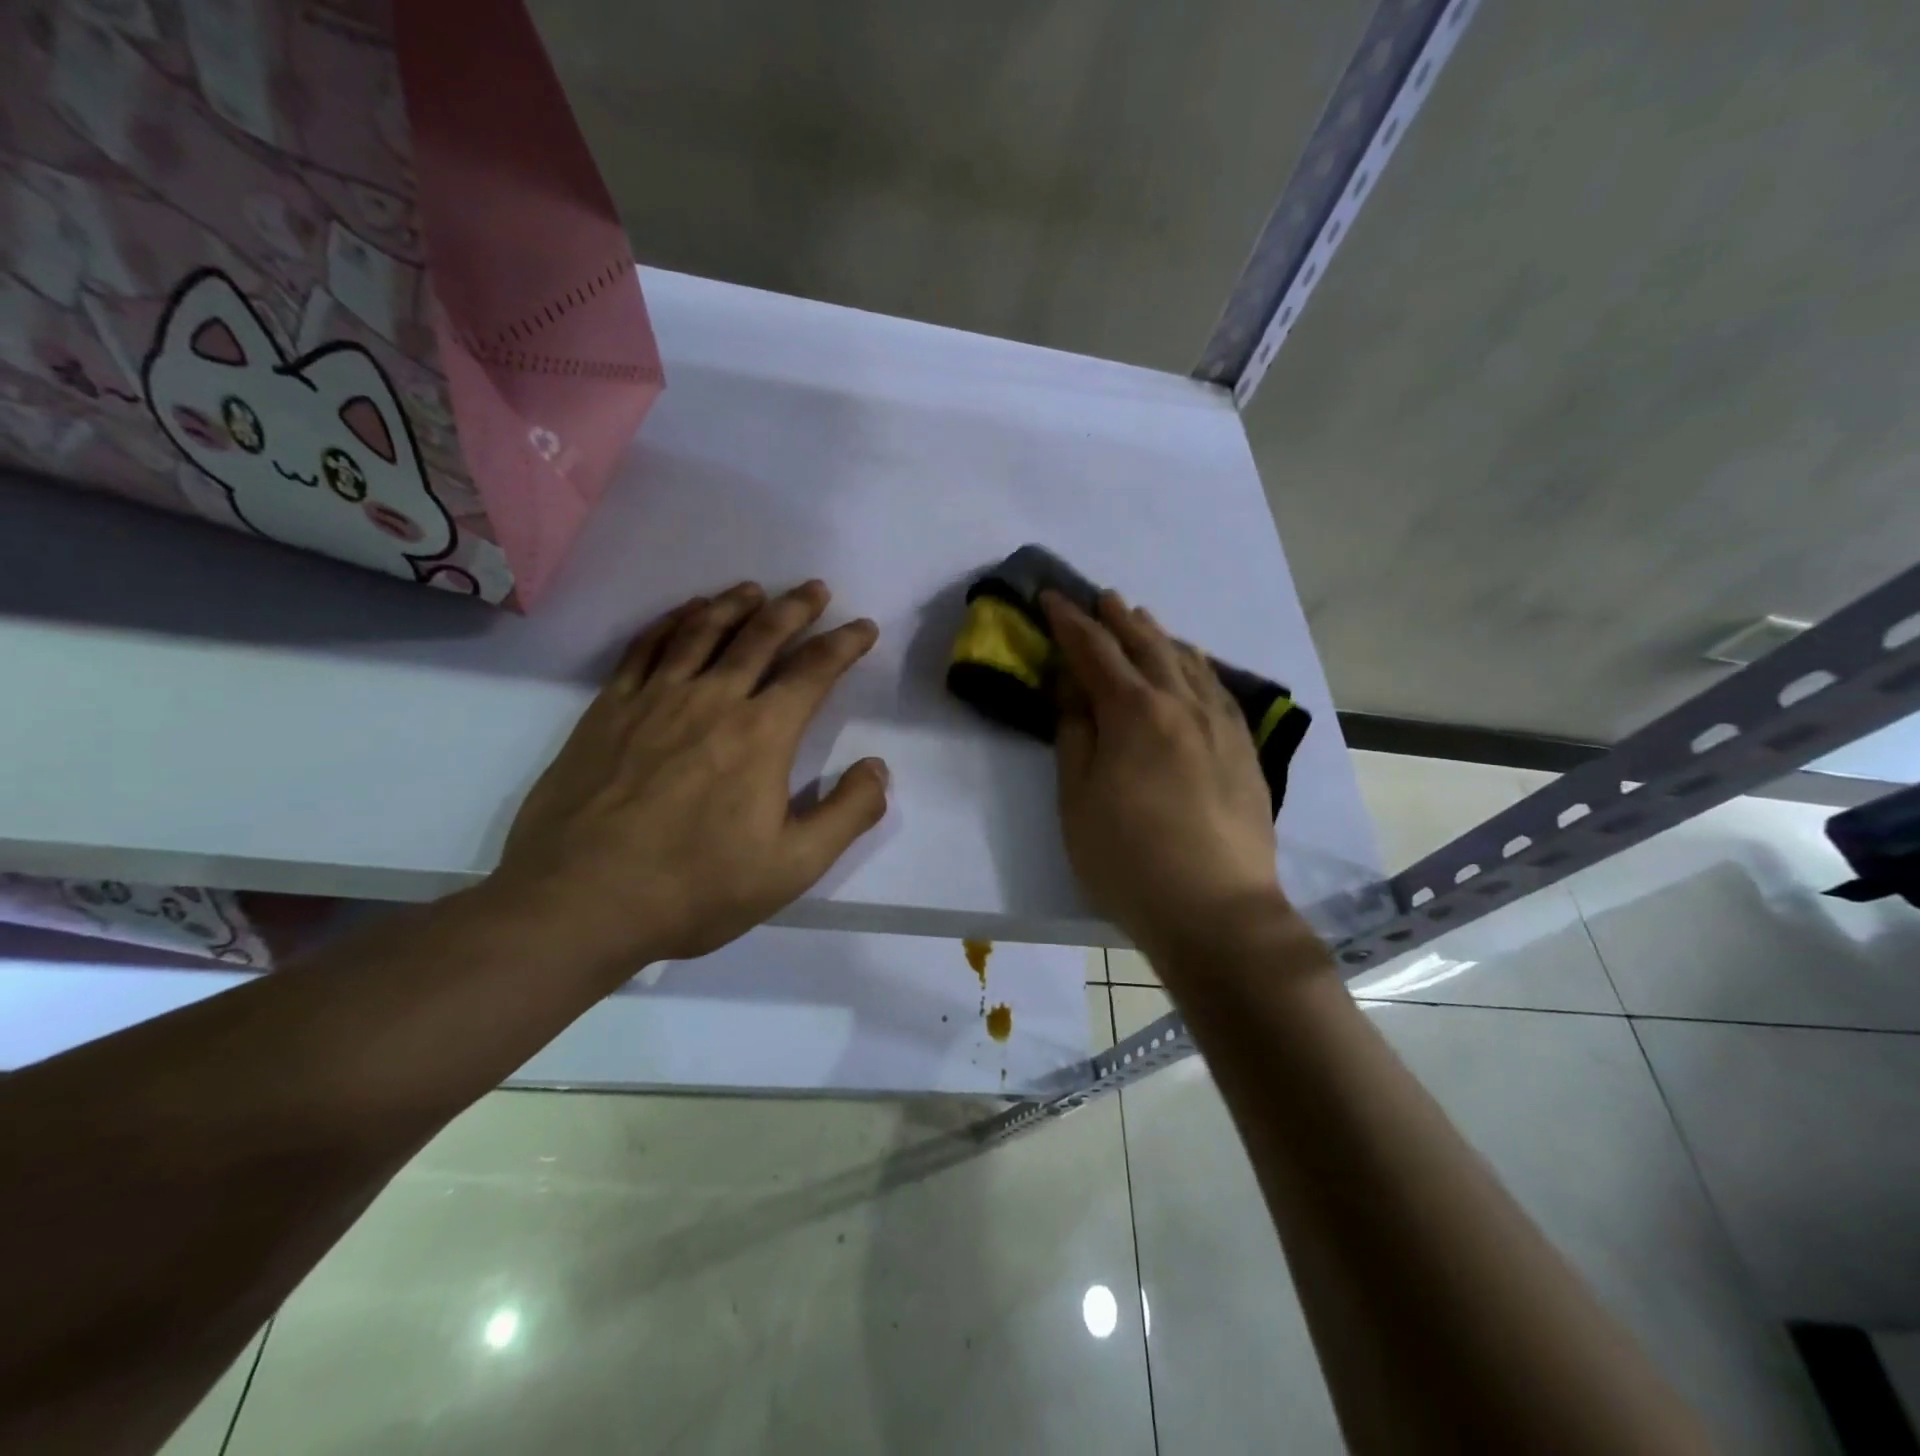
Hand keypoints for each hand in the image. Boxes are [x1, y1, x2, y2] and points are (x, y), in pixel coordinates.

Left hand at [492, 581, 888, 975]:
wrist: (581, 901)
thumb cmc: (696, 887)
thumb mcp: (793, 866)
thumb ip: (848, 813)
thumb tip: (878, 767)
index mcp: (762, 734)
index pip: (813, 671)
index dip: (844, 644)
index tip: (862, 627)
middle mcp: (712, 699)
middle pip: (760, 636)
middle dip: (794, 608)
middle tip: (814, 588)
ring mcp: (654, 699)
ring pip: (701, 632)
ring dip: (733, 605)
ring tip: (753, 589)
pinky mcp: (608, 710)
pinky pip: (645, 648)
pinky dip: (670, 622)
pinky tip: (683, 613)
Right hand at [1043, 589, 1289, 962]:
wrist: (1216, 909)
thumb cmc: (1128, 859)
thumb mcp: (1077, 800)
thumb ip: (1074, 736)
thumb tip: (1072, 690)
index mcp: (1134, 713)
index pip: (1095, 652)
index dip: (1070, 622)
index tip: (1051, 597)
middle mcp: (1180, 704)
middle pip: (1146, 646)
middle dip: (1118, 619)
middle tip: (1101, 597)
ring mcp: (1219, 725)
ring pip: (1187, 662)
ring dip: (1159, 636)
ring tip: (1143, 619)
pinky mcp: (1243, 748)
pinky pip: (1217, 688)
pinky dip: (1197, 665)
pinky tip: (1193, 665)